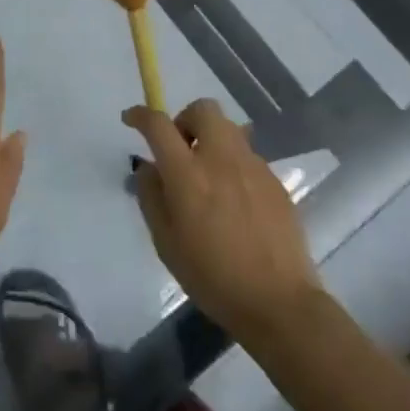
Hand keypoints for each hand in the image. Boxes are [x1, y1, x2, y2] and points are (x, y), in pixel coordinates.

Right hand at [126, 99, 322, 341]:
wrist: (279, 301)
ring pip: (229, 129)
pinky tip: (233, 200)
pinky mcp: (275, 181)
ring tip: (207, 177)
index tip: (130, 119)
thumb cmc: (212, 277)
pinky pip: (247, 156)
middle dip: (185, 120)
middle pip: (203, 109)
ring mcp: (253, 167)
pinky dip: (232, 164)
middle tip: (180, 151)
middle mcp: (221, 159)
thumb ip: (152, 197)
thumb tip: (149, 168)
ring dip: (210, 141)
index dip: (140, 115)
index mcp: (188, 174)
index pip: (159, 125)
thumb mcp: (165, 243)